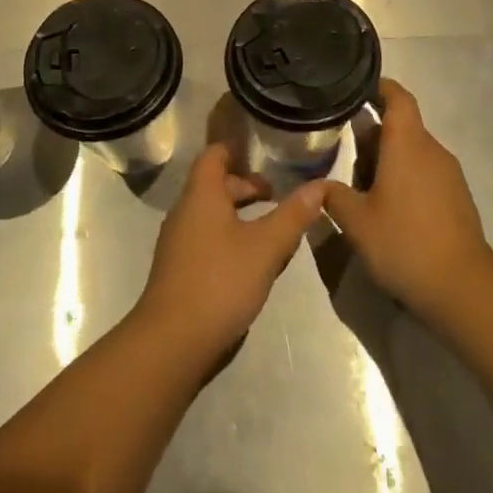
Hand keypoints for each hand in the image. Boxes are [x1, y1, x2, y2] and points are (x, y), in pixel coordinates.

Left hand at [133, 144, 327, 365]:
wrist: (173, 341)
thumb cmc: (221, 281)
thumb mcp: (266, 246)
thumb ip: (293, 214)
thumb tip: (319, 186)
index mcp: (201, 195)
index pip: (214, 155)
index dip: (237, 150)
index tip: (266, 157)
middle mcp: (185, 212)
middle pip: (215, 186)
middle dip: (247, 188)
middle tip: (278, 200)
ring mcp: (179, 243)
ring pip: (213, 215)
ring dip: (242, 217)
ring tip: (273, 232)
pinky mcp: (180, 270)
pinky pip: (208, 240)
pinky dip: (231, 239)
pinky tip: (253, 263)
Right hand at [322, 80, 492, 322]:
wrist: (462, 286)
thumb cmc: (404, 243)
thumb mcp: (356, 222)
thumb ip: (333, 197)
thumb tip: (317, 185)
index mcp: (408, 145)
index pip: (398, 98)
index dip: (379, 87)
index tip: (356, 88)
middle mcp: (432, 151)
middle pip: (402, 126)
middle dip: (372, 132)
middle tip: (340, 144)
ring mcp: (449, 175)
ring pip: (413, 151)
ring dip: (387, 158)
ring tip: (357, 180)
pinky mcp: (456, 197)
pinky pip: (425, 172)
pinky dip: (403, 176)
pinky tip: (385, 204)